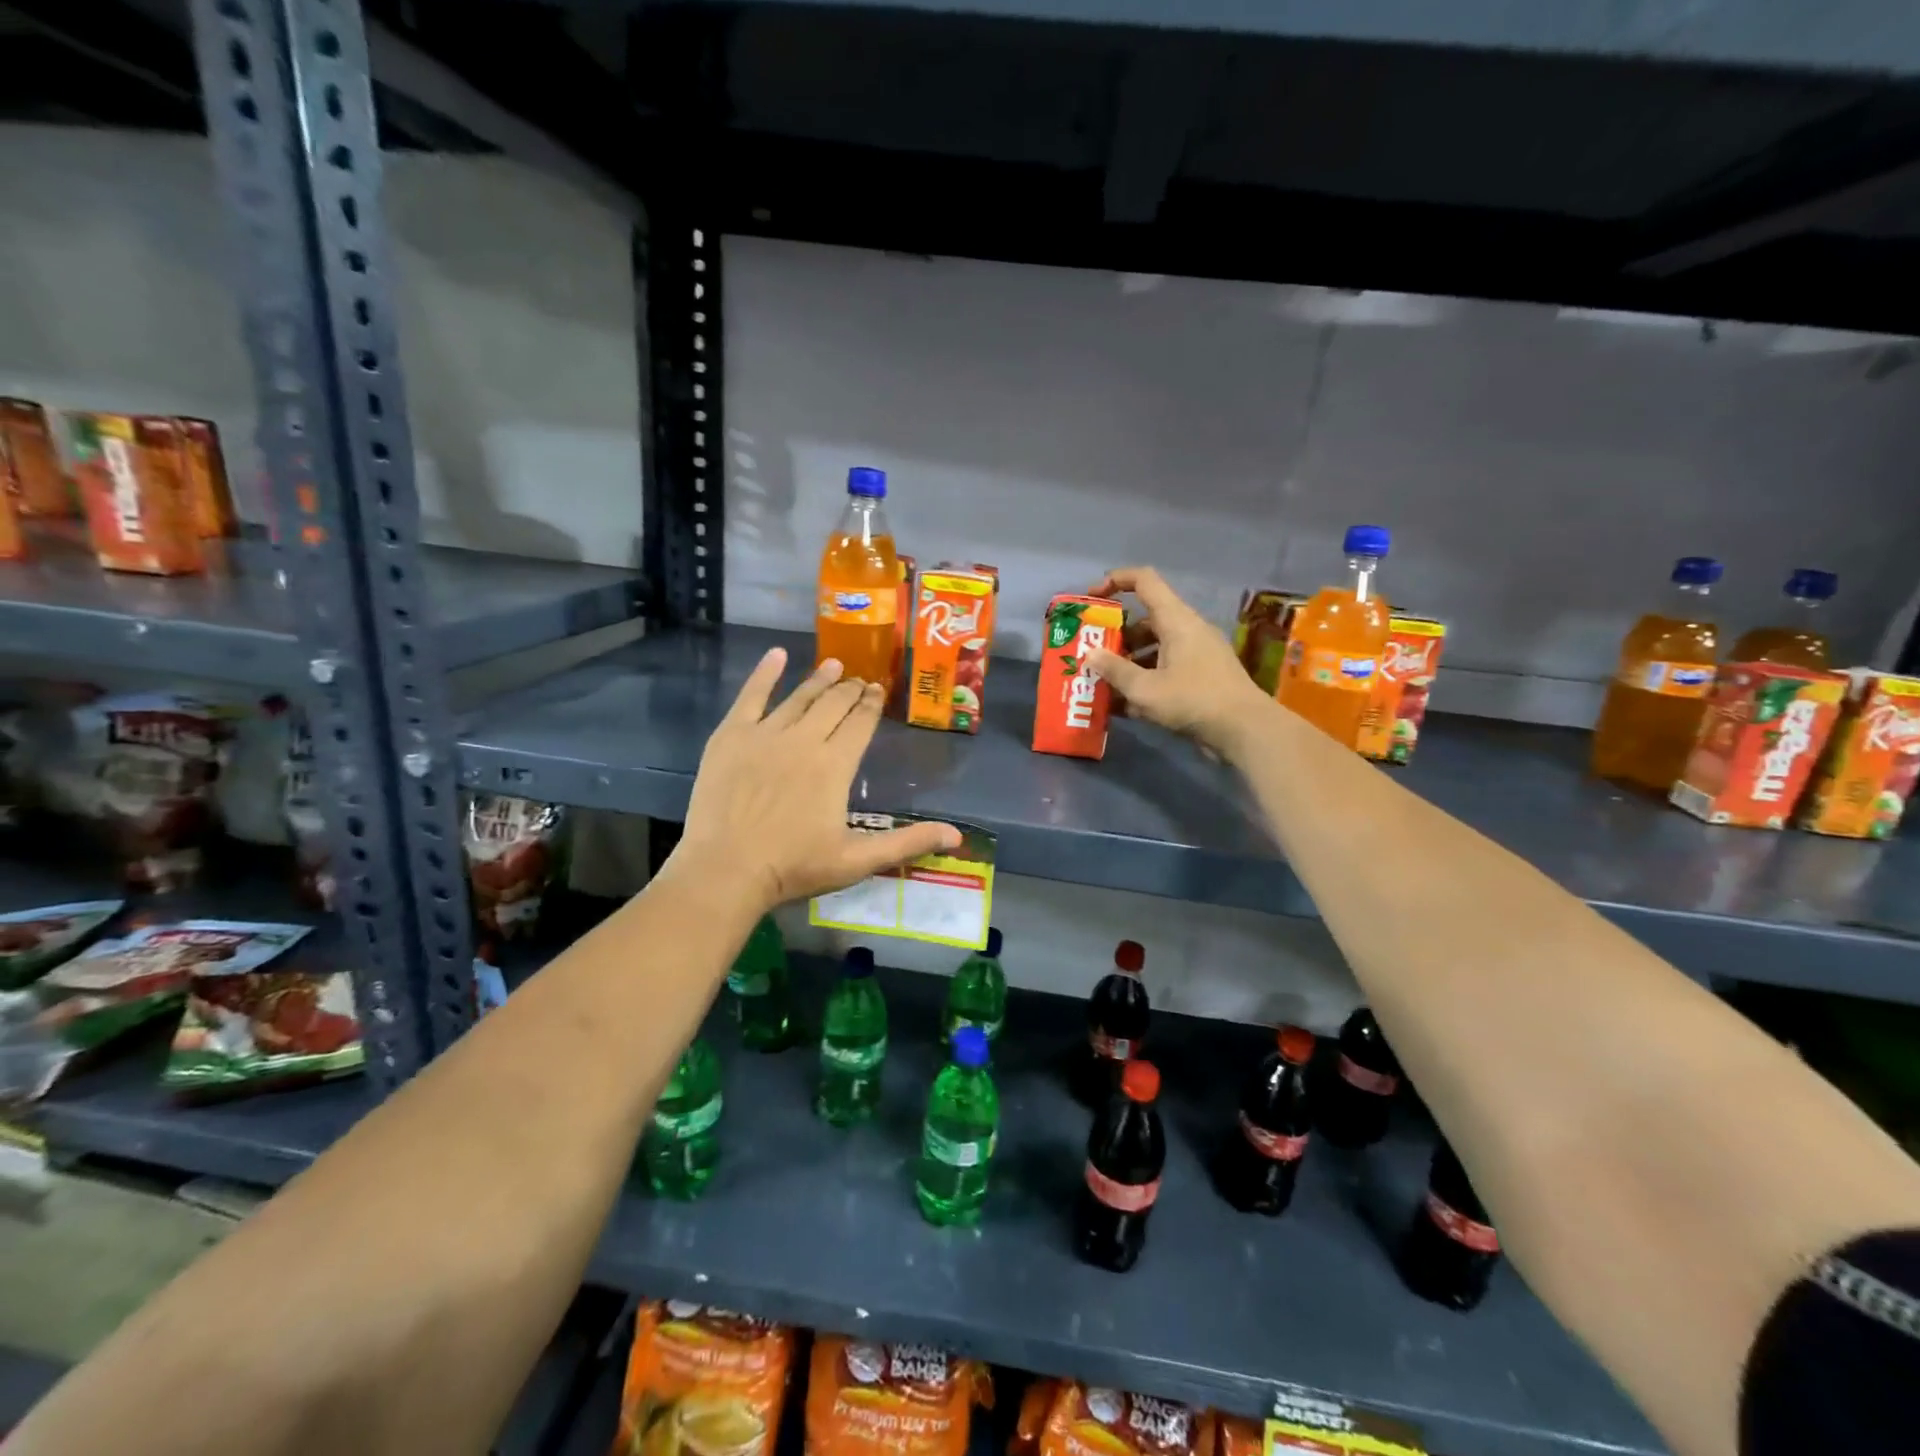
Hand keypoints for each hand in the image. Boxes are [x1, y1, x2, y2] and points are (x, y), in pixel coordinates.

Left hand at [673, 649, 960, 912]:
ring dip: (818, 680)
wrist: (726, 870)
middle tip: (859, 680)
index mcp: (835, 765)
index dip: (871, 705)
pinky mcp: (732, 736)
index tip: (877, 691)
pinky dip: (765, 674)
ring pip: (799, 698)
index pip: (860, 724)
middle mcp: (804, 739)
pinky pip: (751, 696)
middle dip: (850, 690)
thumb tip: (957, 836)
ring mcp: (765, 734)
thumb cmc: (794, 867)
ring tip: (833, 665)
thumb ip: (907, 843)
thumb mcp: (858, 860)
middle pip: (833, 705)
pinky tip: (777, 655)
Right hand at [1083, 566, 1274, 758]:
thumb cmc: (1193, 700)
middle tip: (1092, 654)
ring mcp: (1197, 654)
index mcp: (1176, 620)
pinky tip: (1124, 705)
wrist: (1245, 730)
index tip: (1091, 598)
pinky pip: (1166, 669)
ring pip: (1154, 647)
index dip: (1115, 580)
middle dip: (1116, 635)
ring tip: (1103, 684)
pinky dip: (1145, 680)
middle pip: (1145, 620)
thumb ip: (1115, 670)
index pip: (1144, 581)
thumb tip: (1090, 655)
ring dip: (1128, 662)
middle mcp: (1187, 630)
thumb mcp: (1145, 689)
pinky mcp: (1202, 677)